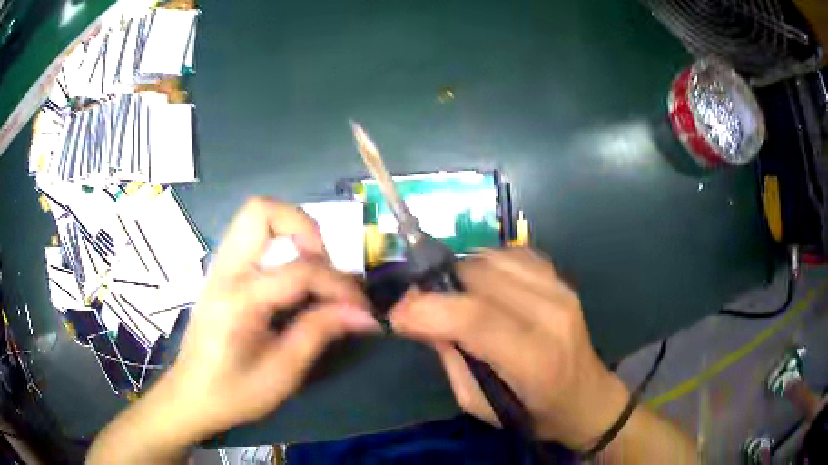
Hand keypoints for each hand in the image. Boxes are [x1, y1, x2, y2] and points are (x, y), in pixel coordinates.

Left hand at [156, 198, 379, 441]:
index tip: (362, 309)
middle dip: (304, 228)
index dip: (340, 286)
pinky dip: (278, 242)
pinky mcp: (221, 272)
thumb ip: (319, 333)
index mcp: (239, 300)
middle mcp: (225, 271)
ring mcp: (219, 267)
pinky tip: (291, 279)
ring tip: (313, 269)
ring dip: (291, 231)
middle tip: (325, 265)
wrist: (190, 396)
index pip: (301, 270)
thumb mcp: (281, 374)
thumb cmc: (233, 393)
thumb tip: (363, 314)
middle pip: (262, 210)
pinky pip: (251, 236)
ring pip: (255, 216)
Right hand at [390, 248, 629, 450]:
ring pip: (493, 258)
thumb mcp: (478, 402)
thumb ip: (450, 356)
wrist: (586, 397)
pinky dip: (486, 263)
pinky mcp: (561, 279)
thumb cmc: (531, 412)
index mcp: (534, 359)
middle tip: (420, 306)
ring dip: (460, 273)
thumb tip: (419, 317)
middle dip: (437, 286)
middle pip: (480, 277)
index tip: (397, 314)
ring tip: (450, 296)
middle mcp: (552, 314)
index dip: (426, 308)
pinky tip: (481, 285)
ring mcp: (561, 290)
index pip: (474, 318)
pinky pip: (513, 254)